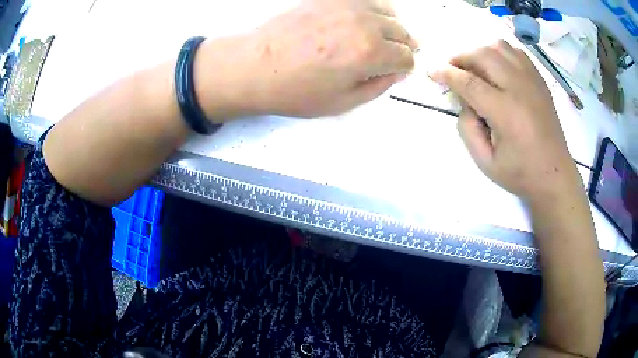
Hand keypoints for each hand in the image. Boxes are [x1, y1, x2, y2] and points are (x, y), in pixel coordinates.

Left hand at [243, 0, 417, 116]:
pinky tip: (365, 19)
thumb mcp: (342, 102)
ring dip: (392, 25)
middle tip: (394, 54)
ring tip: (383, 36)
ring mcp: (346, 6)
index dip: (405, 67)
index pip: (406, 57)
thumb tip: (396, 73)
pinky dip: (373, 8)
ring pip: (388, 10)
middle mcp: (364, 24)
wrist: (256, 66)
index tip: (398, 70)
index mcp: (370, 53)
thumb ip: (377, 86)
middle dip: (403, 46)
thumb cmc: (295, 90)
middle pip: (402, 31)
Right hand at [430, 40, 578, 199]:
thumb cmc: (520, 173)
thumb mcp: (485, 162)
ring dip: (481, 52)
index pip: (469, 82)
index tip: (432, 72)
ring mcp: (532, 81)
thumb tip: (463, 101)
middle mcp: (519, 88)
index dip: (446, 74)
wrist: (554, 174)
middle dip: (461, 57)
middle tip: (453, 69)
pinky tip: (497, 67)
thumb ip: (467, 128)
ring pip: (500, 47)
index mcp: (506, 112)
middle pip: (483, 54)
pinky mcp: (539, 81)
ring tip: (475, 67)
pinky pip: (516, 52)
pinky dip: (500, 53)